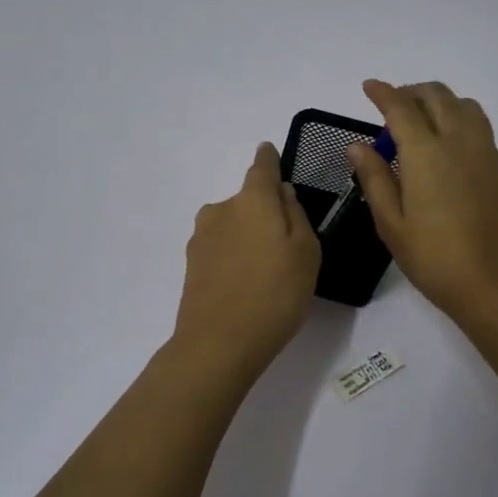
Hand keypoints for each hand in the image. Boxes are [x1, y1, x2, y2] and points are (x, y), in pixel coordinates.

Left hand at [172, 142, 321, 375]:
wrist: (218, 343)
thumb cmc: (275, 293)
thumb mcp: (306, 252)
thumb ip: (296, 215)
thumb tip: (282, 193)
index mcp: (252, 200)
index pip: (261, 167)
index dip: (269, 160)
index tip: (270, 153)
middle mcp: (221, 209)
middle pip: (247, 200)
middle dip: (264, 212)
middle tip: (287, 244)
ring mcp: (201, 237)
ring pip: (232, 225)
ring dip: (247, 236)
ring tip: (266, 270)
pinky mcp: (191, 264)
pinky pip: (221, 248)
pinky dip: (234, 256)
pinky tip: (246, 283)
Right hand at [347, 80, 497, 328]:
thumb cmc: (436, 259)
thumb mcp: (392, 224)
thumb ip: (374, 179)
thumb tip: (358, 145)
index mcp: (426, 153)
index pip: (401, 108)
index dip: (383, 93)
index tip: (368, 87)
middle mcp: (458, 142)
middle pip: (437, 96)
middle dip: (411, 92)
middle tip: (390, 108)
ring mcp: (484, 153)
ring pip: (463, 105)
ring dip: (438, 101)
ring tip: (418, 122)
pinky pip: (477, 125)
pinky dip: (457, 117)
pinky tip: (443, 145)